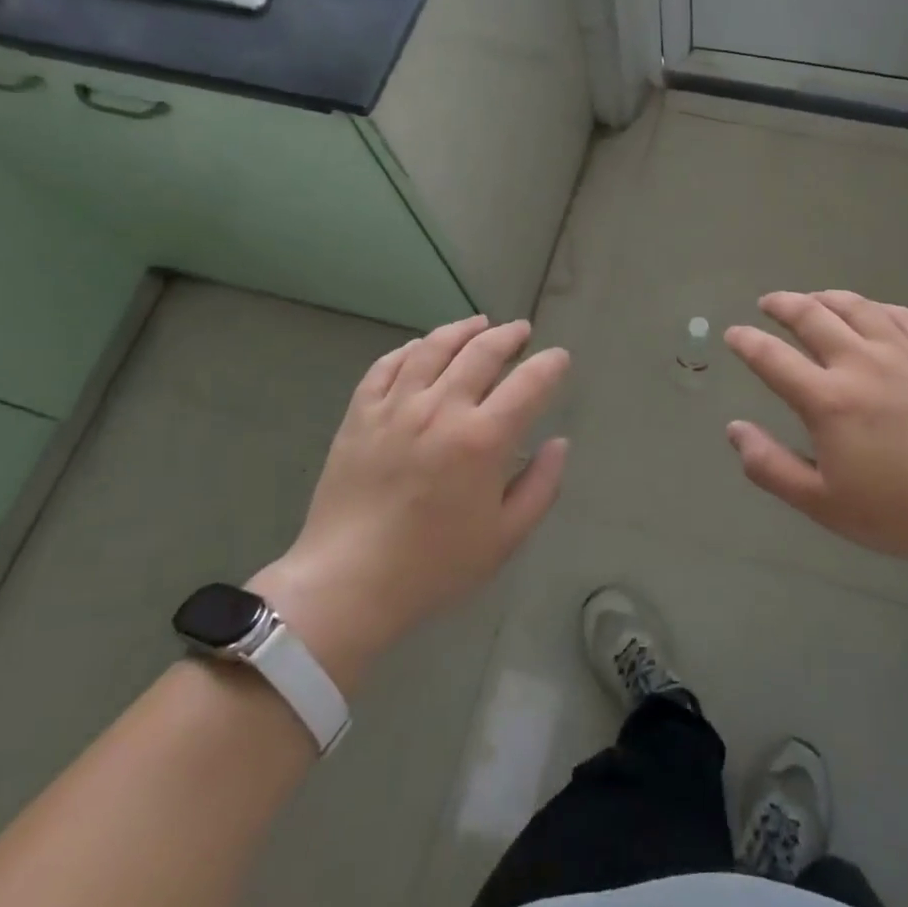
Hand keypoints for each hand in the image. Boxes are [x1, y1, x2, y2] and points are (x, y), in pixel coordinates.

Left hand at [249, 316, 569, 691]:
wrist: (348, 582)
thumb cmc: (434, 566)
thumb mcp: (505, 537)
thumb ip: (541, 486)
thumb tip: (559, 443)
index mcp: (483, 439)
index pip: (529, 383)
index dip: (550, 365)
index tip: (558, 359)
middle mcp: (441, 408)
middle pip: (482, 351)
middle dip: (509, 336)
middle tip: (521, 331)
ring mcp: (396, 406)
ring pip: (434, 347)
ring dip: (463, 329)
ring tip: (479, 324)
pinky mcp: (360, 412)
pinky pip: (387, 364)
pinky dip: (411, 348)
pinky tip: (423, 347)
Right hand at [723, 291, 907, 577]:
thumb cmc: (898, 512)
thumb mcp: (821, 503)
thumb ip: (770, 466)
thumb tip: (734, 430)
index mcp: (827, 401)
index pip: (773, 358)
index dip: (747, 342)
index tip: (733, 333)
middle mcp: (860, 364)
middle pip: (812, 317)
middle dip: (782, 305)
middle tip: (768, 303)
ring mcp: (903, 354)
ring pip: (857, 307)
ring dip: (826, 297)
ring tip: (812, 298)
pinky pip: (901, 316)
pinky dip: (876, 307)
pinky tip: (871, 311)